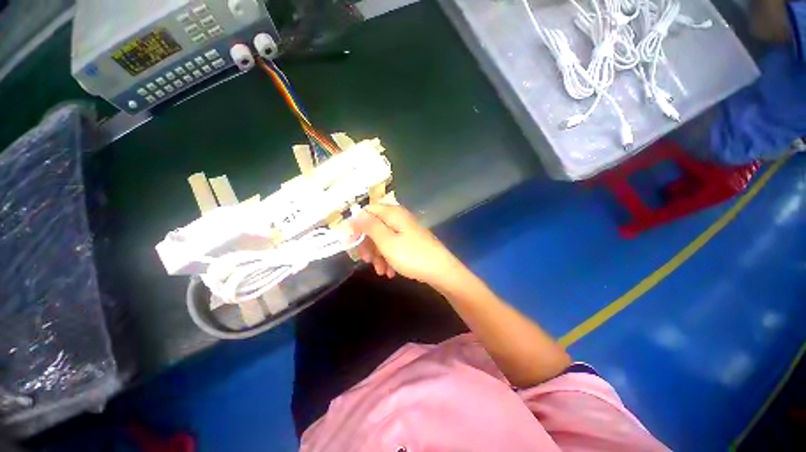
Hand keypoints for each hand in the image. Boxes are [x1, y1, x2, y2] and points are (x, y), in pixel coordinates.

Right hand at [351, 204, 461, 286]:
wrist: (441, 271)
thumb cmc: (412, 256)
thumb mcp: (386, 242)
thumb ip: (370, 226)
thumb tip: (355, 213)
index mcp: (393, 214)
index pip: (368, 211)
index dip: (357, 225)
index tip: (352, 242)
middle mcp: (399, 219)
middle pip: (375, 226)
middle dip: (368, 245)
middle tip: (366, 260)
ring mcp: (405, 231)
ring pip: (383, 239)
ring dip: (378, 255)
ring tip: (380, 271)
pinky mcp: (410, 242)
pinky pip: (394, 247)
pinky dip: (389, 259)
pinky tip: (390, 272)